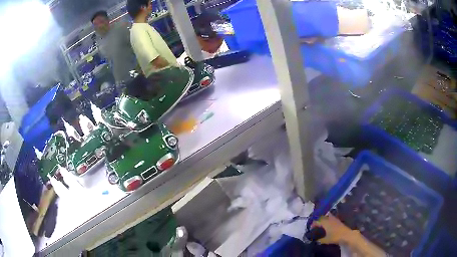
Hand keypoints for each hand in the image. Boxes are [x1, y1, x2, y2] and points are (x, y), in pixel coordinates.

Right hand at [311, 215, 352, 244]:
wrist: (346, 235)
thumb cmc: (335, 237)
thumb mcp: (325, 240)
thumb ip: (319, 239)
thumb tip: (315, 240)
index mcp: (325, 222)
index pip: (316, 221)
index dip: (312, 224)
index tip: (310, 228)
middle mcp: (329, 219)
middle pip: (321, 217)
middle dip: (317, 221)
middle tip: (315, 226)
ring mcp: (334, 219)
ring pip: (326, 217)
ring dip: (323, 219)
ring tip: (321, 225)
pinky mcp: (338, 220)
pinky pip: (330, 218)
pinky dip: (327, 220)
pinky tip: (327, 225)